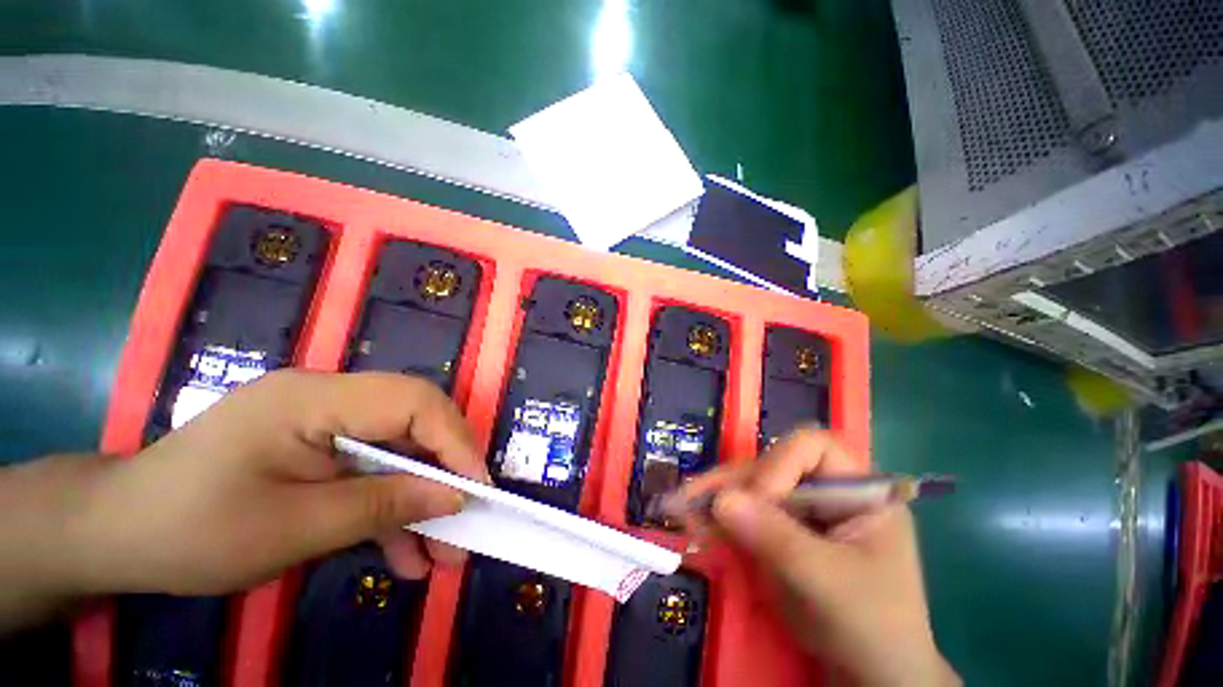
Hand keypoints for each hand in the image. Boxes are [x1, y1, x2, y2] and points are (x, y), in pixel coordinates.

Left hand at [61, 370, 487, 595]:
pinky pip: (372, 469)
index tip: (475, 492)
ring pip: (400, 450)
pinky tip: (404, 554)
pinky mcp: (320, 447)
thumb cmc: (189, 530)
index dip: (455, 441)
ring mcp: (325, 421)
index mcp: (314, 398)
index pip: (414, 401)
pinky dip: (391, 510)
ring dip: (423, 500)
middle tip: (463, 526)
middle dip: (445, 473)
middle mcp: (329, 396)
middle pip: (415, 421)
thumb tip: (455, 498)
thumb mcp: (291, 529)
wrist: (117, 535)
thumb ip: (382, 507)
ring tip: (441, 555)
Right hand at [670, 427, 958, 686]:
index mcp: (856, 490)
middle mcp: (823, 490)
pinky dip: (715, 518)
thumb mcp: (830, 583)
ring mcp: (797, 510)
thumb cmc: (872, 627)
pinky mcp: (777, 531)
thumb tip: (720, 500)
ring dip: (713, 497)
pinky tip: (691, 522)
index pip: (811, 447)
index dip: (781, 464)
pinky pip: (741, 513)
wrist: (868, 677)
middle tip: (693, 497)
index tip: (760, 499)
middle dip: (732, 482)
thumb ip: (777, 538)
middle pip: (770, 465)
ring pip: (748, 487)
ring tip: (679, 506)